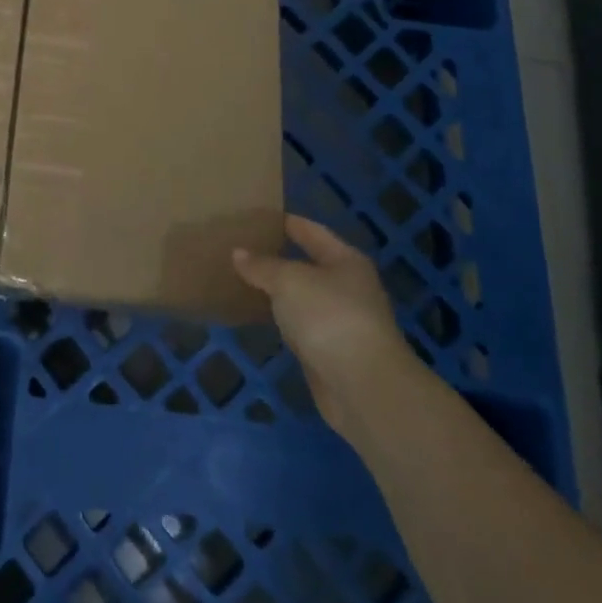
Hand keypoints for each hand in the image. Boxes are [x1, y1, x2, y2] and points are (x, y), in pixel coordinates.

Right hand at [233, 214, 419, 435]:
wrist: (362, 386)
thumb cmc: (329, 317)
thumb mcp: (289, 281)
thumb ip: (262, 266)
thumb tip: (238, 253)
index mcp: (346, 261)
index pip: (312, 232)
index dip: (287, 222)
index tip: (258, 216)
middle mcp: (348, 288)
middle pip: (309, 264)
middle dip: (278, 257)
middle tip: (242, 247)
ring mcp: (341, 322)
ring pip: (302, 297)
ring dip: (278, 291)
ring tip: (243, 278)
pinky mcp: (330, 352)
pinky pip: (299, 325)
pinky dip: (281, 319)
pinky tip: (258, 315)